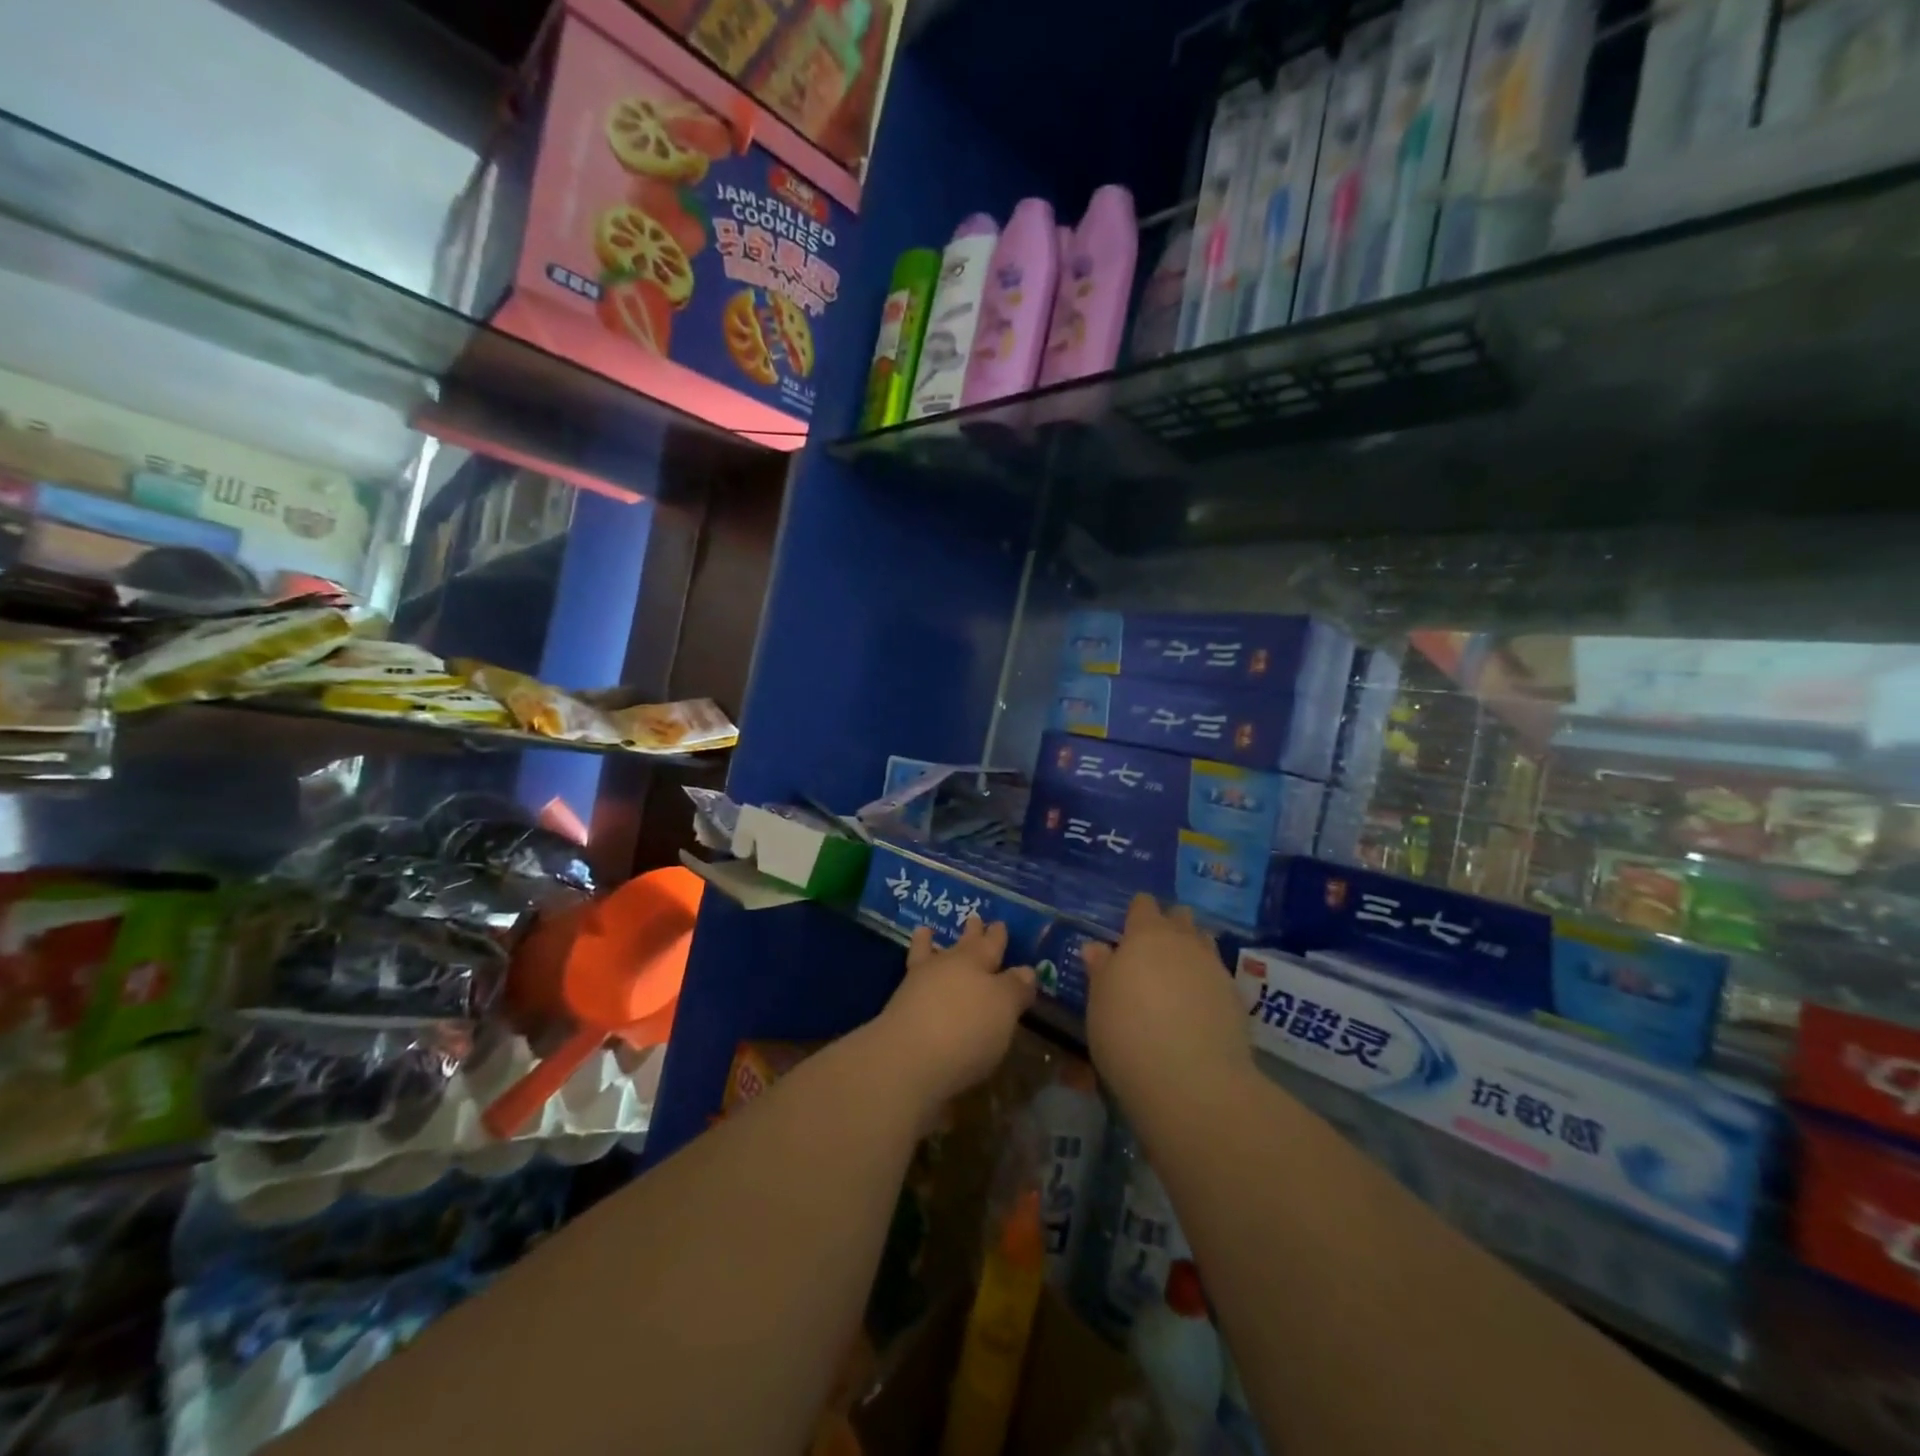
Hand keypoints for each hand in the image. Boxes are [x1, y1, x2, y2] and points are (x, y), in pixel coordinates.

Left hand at [872, 918, 1035, 1115]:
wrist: (907, 1059)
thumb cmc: (967, 1030)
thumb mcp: (1003, 1009)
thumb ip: (1015, 988)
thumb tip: (1026, 970)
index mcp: (976, 963)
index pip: (991, 945)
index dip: (997, 936)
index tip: (1000, 924)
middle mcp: (948, 967)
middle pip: (963, 947)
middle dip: (971, 934)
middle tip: (974, 919)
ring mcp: (919, 985)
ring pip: (929, 956)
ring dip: (929, 944)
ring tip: (926, 931)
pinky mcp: (899, 1008)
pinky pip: (911, 979)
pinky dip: (913, 969)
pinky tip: (913, 975)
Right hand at [1083, 895, 1252, 1117]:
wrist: (1192, 1081)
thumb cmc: (1127, 1033)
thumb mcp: (1099, 1002)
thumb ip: (1101, 970)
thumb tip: (1096, 947)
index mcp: (1146, 935)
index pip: (1144, 905)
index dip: (1137, 913)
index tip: (1128, 930)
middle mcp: (1184, 942)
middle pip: (1180, 917)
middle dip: (1170, 926)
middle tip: (1153, 953)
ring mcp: (1215, 969)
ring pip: (1204, 943)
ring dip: (1192, 951)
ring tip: (1177, 978)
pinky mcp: (1237, 999)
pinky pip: (1218, 976)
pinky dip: (1207, 983)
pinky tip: (1197, 1008)